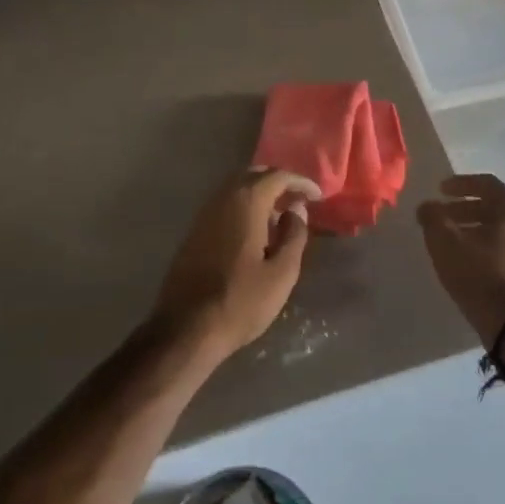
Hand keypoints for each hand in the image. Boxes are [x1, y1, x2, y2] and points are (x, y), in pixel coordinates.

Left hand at [152, 169, 313, 358]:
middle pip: (252, 176)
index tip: (318, 196)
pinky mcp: (194, 233)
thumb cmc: (241, 302)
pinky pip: (224, 206)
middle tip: (299, 200)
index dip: (300, 182)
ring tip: (280, 217)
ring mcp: (203, 215)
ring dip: (259, 195)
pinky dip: (243, 208)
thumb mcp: (281, 273)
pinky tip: (255, 232)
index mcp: (245, 203)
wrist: (186, 328)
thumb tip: (296, 210)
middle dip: (278, 182)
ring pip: (235, 190)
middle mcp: (221, 200)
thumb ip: (293, 236)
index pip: (276, 177)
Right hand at [417, 173, 504, 346]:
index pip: (486, 183)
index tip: (439, 190)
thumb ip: (432, 217)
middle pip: (495, 206)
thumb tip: (427, 207)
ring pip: (503, 228)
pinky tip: (471, 258)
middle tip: (442, 216)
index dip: (460, 184)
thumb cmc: (479, 274)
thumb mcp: (444, 242)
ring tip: (452, 239)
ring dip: (476, 228)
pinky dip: (490, 245)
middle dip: (465, 209)